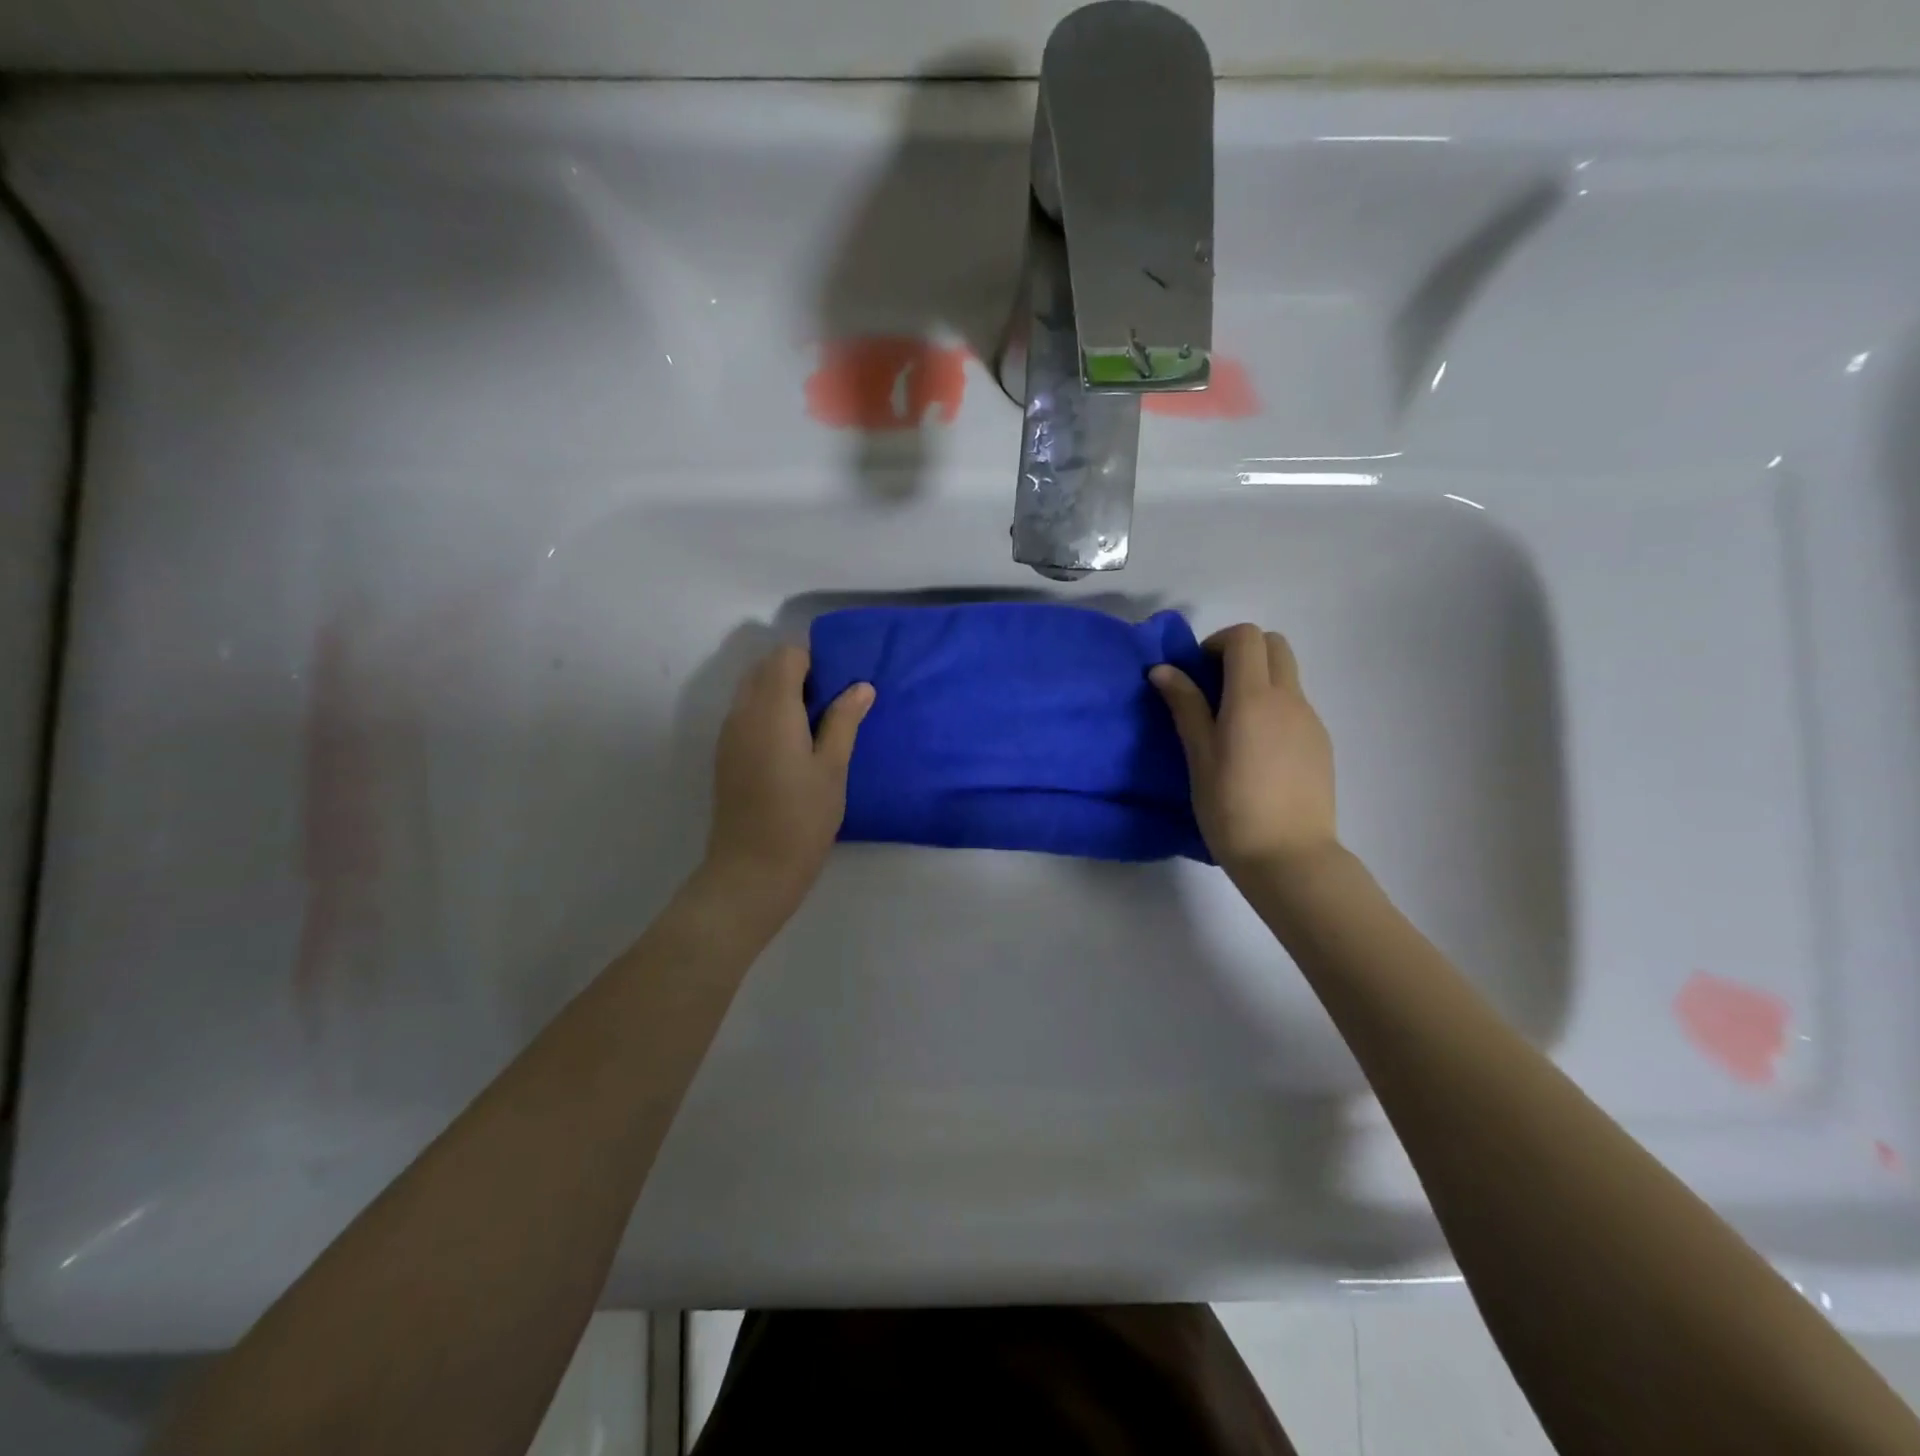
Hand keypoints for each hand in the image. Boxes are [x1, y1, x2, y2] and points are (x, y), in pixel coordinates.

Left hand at [705, 644, 873, 912]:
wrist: (753, 869)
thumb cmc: (802, 817)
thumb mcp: (833, 768)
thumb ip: (844, 721)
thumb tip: (860, 686)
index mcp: (771, 709)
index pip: (786, 656)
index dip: (814, 660)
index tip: (840, 683)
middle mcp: (743, 712)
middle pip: (765, 668)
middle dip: (798, 673)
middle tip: (832, 703)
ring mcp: (729, 734)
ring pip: (752, 690)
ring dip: (782, 692)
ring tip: (816, 725)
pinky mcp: (726, 755)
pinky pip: (746, 714)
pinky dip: (768, 713)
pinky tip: (794, 745)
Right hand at [1151, 623, 1336, 881]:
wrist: (1290, 858)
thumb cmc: (1232, 809)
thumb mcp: (1199, 757)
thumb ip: (1185, 707)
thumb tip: (1163, 670)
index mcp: (1254, 698)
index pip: (1245, 637)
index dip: (1217, 643)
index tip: (1196, 673)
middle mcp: (1289, 699)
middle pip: (1274, 645)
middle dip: (1241, 652)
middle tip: (1213, 688)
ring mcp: (1310, 720)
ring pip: (1287, 675)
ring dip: (1258, 679)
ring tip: (1232, 725)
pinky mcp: (1321, 743)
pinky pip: (1296, 705)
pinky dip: (1273, 706)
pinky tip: (1257, 751)